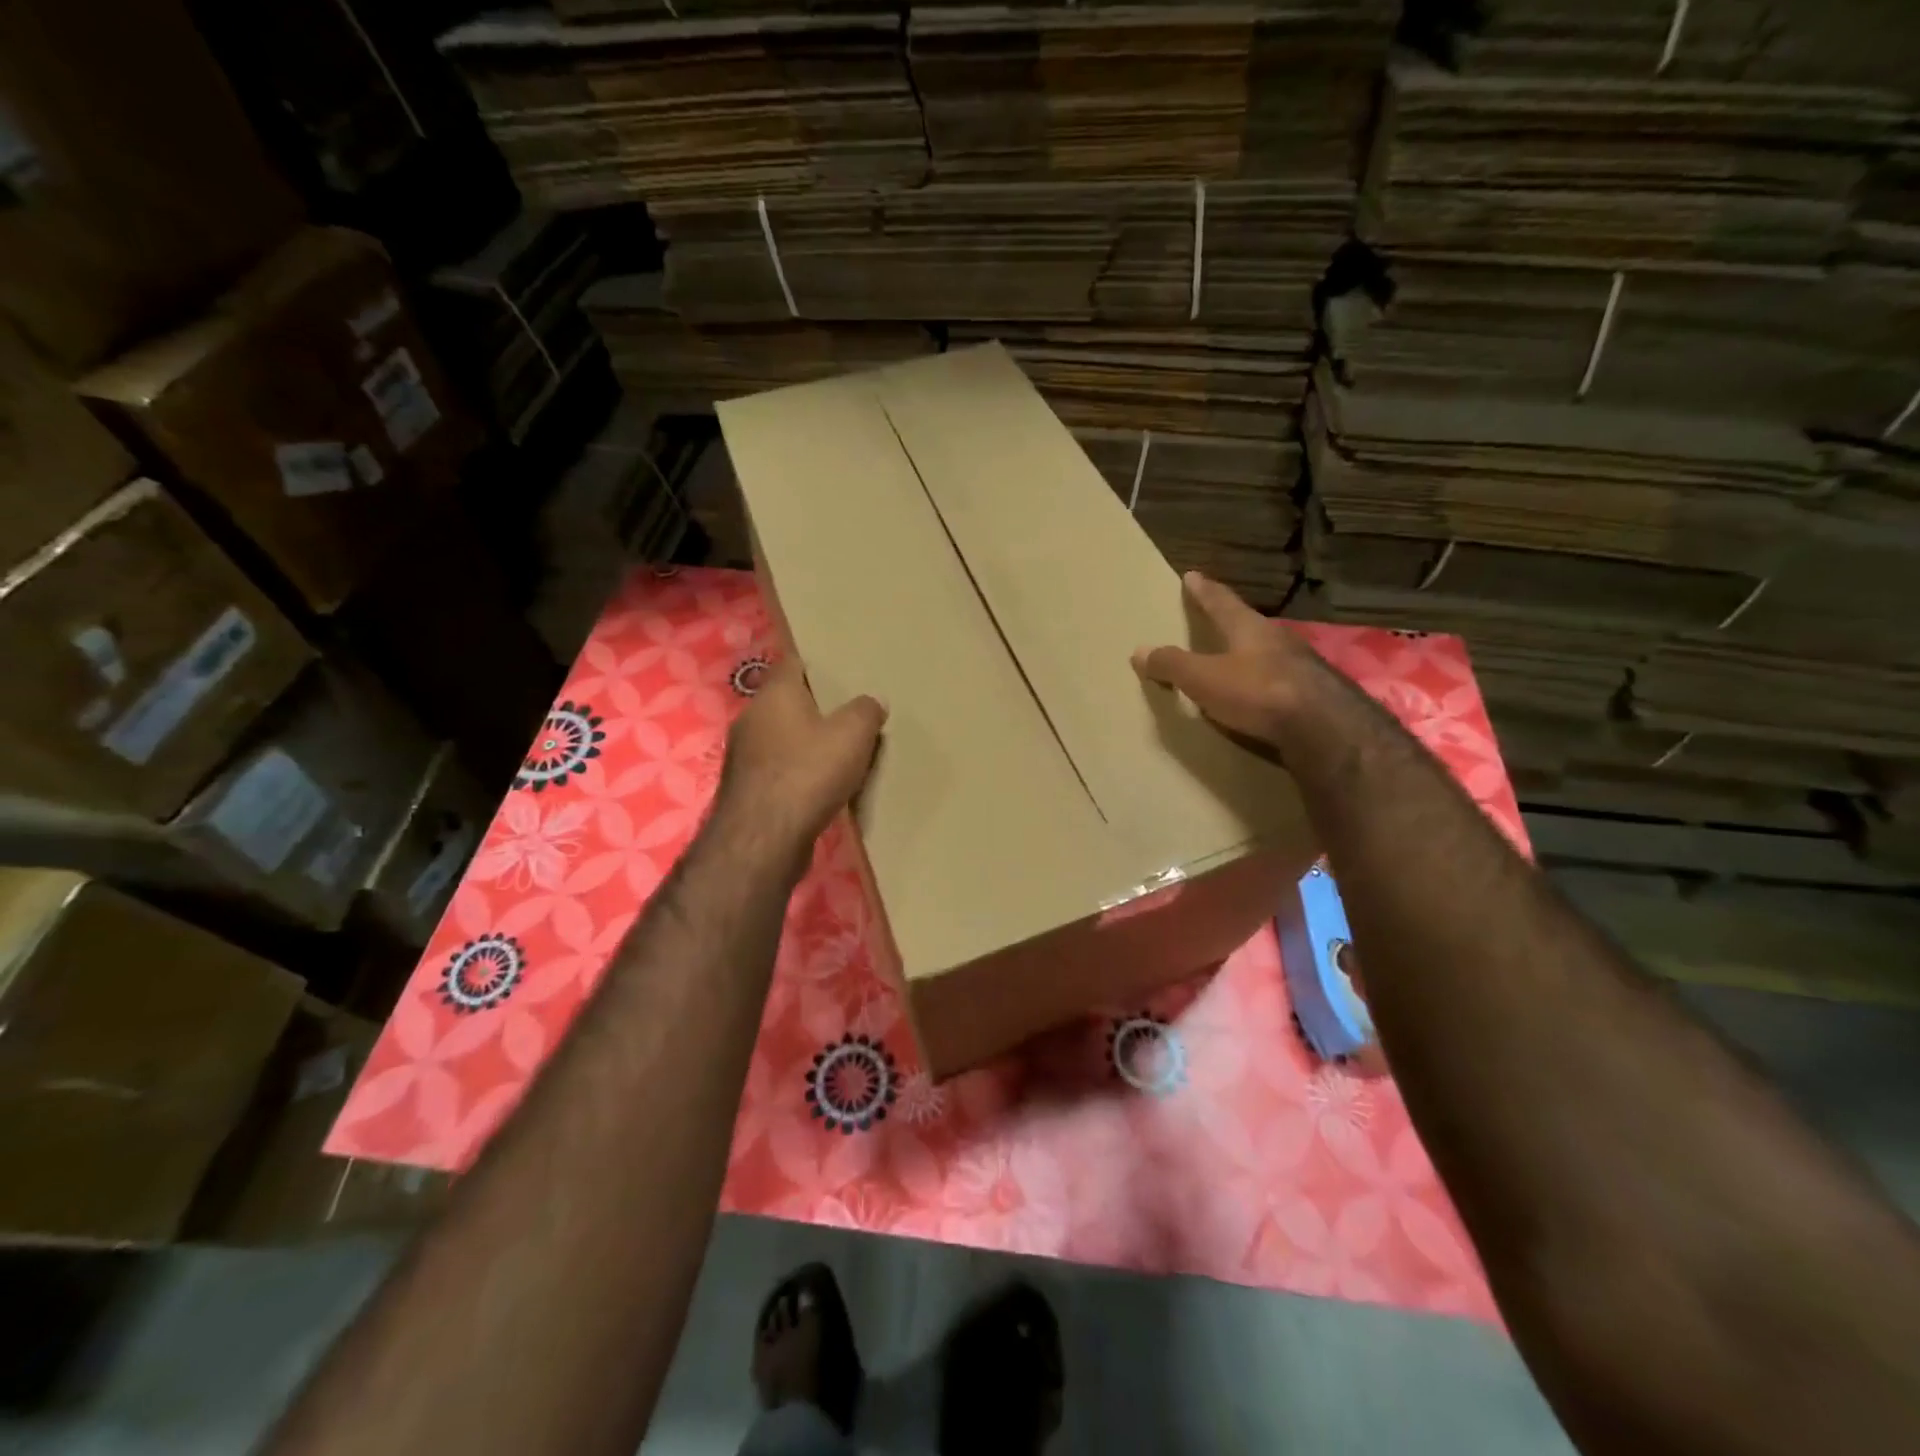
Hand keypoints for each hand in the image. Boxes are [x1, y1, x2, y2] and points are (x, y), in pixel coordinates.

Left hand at [716, 656, 886, 849]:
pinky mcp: (745, 789)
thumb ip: (865, 711)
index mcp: (775, 695)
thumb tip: (873, 700)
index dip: (815, 666)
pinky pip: (776, 769)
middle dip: (812, 707)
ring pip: (779, 738)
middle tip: (845, 714)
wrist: (764, 839)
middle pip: (784, 702)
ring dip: (802, 743)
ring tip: (835, 752)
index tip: (838, 672)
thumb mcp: (853, 736)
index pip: (791, 664)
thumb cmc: (808, 773)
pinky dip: (795, 772)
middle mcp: (751, 718)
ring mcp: (743, 755)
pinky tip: (817, 786)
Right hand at [1131, 572, 1326, 747]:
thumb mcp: (1203, 678)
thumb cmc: (1258, 691)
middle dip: (1231, 622)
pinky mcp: (1315, 695)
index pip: (1221, 602)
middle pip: (1249, 625)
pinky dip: (1265, 684)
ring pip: (1269, 653)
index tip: (1192, 575)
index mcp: (1249, 628)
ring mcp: (1302, 666)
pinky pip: (1281, 682)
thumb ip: (1172, 664)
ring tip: (1236, 660)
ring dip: (1251, 655)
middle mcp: (1278, 639)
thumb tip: (1139, 651)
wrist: (1324, 727)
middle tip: (1216, 619)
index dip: (1204, 590)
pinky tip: (1260, 695)